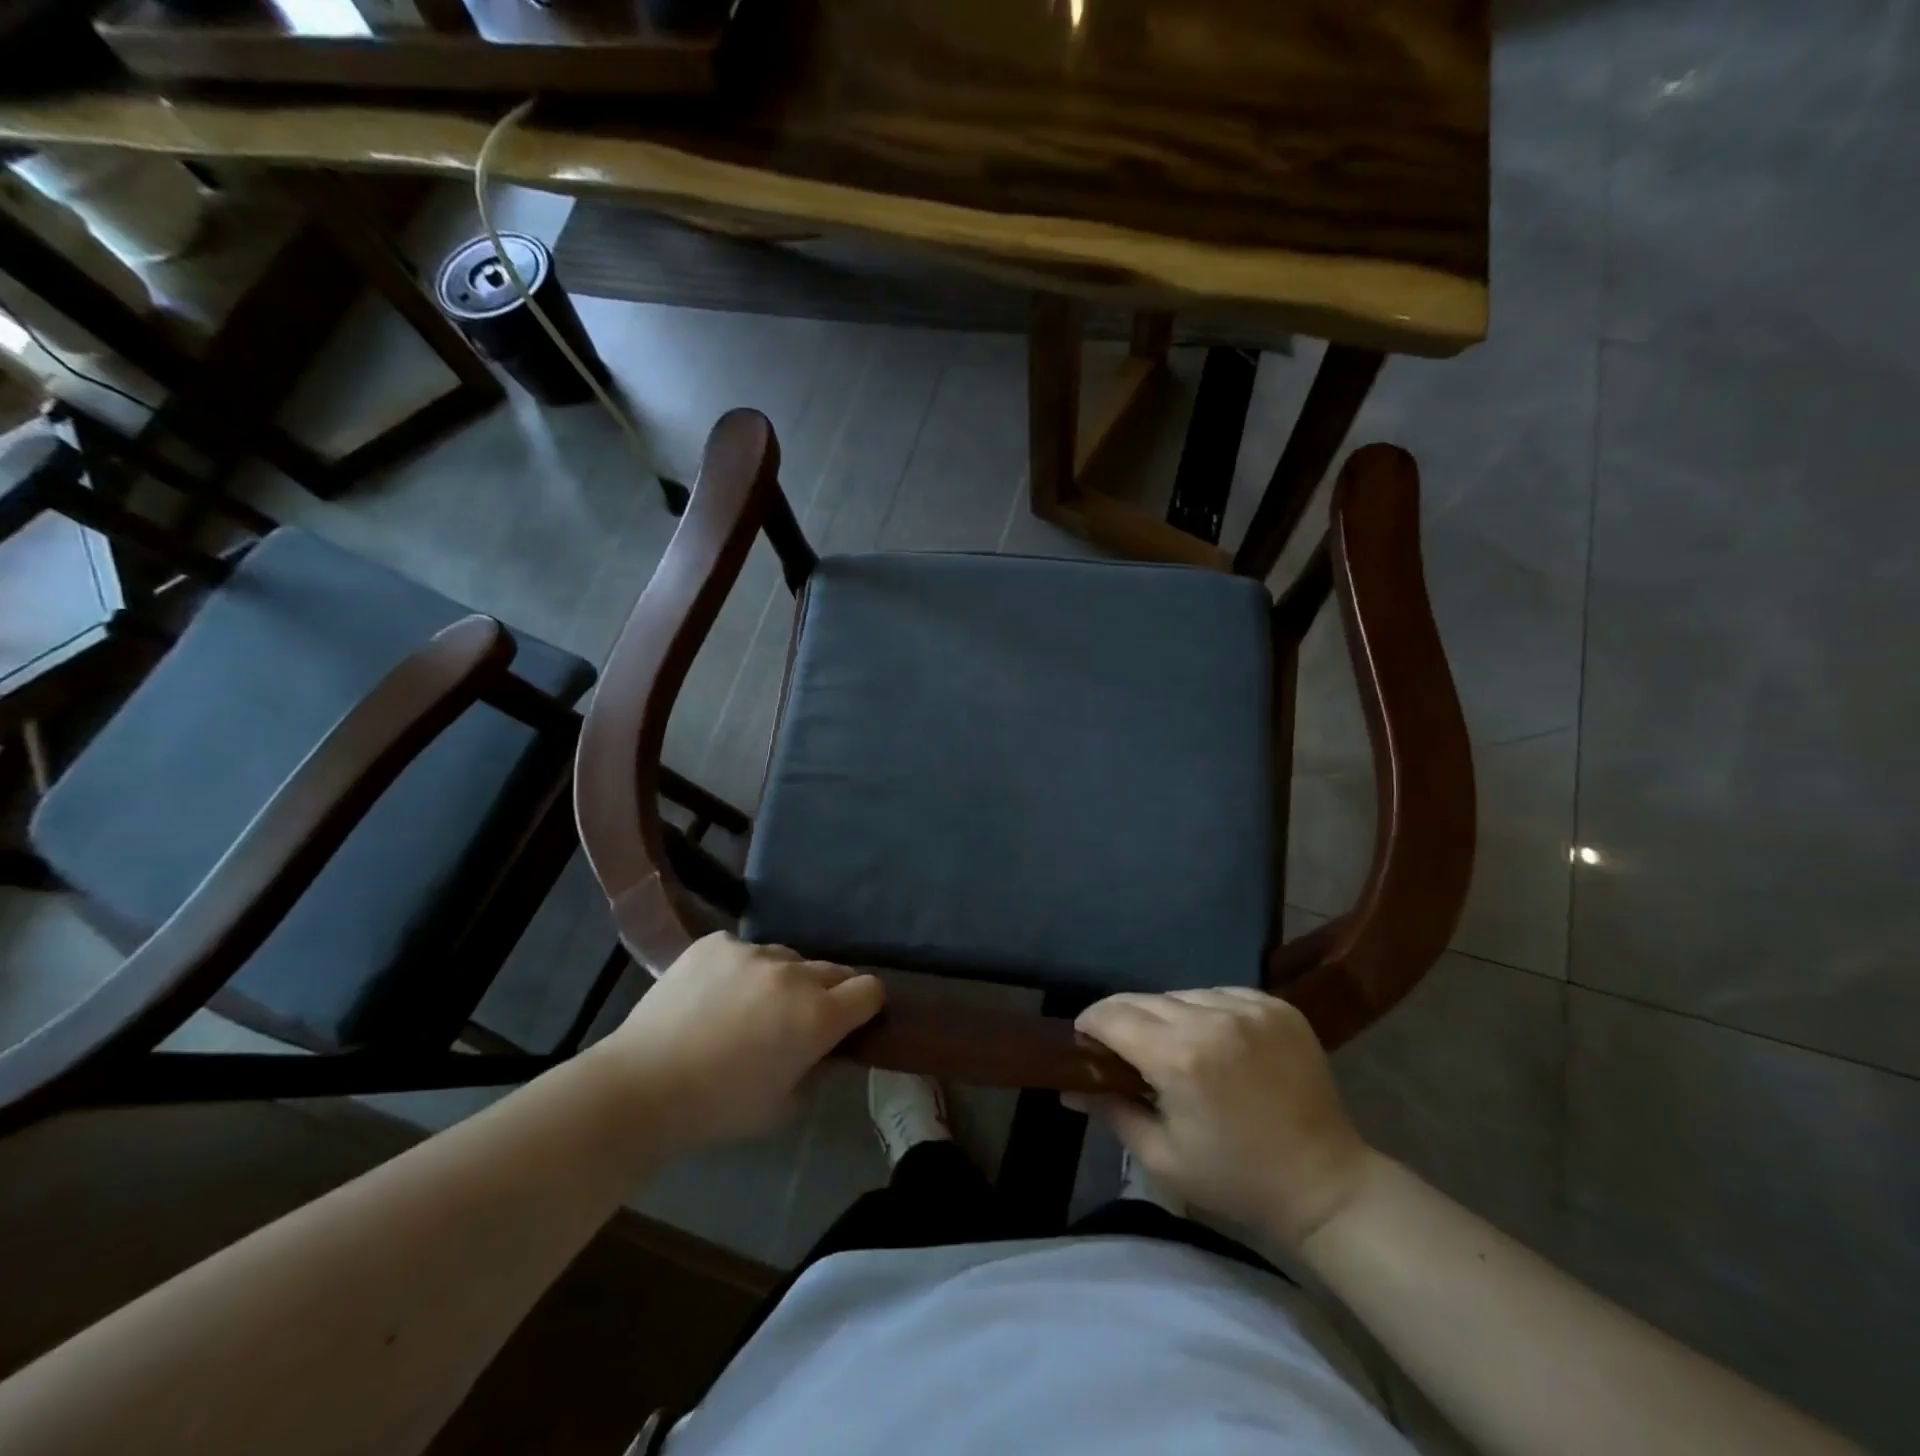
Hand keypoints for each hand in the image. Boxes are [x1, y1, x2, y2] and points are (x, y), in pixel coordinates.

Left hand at [589, 932, 883, 1151]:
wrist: (641, 1086)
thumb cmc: (718, 1108)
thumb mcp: (785, 1106)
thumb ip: (819, 1070)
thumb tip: (828, 1049)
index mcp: (818, 1016)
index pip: (870, 989)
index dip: (865, 1006)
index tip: (850, 1022)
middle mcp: (794, 973)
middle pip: (834, 969)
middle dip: (827, 993)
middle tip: (797, 1021)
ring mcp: (753, 951)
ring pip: (788, 957)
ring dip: (784, 979)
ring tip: (750, 1006)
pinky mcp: (717, 943)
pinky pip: (745, 950)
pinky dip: (741, 969)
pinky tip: (715, 994)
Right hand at [1074, 989, 1372, 1243]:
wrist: (1326, 1184)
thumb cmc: (1236, 1178)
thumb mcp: (1162, 1156)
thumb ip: (1110, 1110)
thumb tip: (1069, 1087)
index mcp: (1180, 1057)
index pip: (1113, 1015)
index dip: (1089, 1023)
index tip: (1083, 1040)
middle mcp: (1213, 1018)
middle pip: (1144, 999)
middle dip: (1123, 1019)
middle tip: (1121, 1048)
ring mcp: (1249, 1007)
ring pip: (1182, 994)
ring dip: (1166, 1015)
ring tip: (1173, 1047)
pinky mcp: (1276, 1005)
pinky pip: (1221, 993)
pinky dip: (1207, 1011)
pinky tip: (1214, 1040)